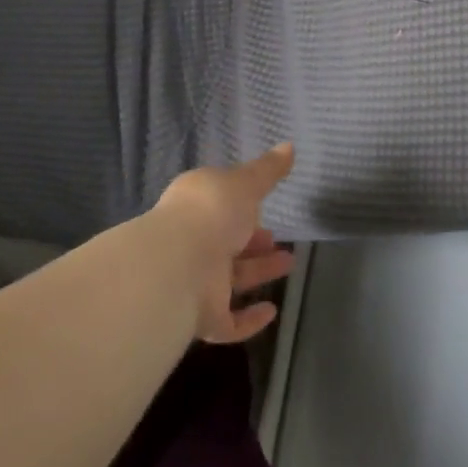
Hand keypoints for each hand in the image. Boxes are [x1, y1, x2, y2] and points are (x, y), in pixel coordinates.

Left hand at [151, 143, 296, 343]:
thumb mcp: (245, 181)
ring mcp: (196, 281)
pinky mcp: (202, 317)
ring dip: (258, 272)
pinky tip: (271, 312)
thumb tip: (289, 146)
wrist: (178, 266)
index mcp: (196, 206)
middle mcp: (193, 241)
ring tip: (288, 264)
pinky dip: (249, 319)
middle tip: (277, 239)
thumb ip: (268, 169)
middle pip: (226, 241)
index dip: (241, 204)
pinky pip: (228, 321)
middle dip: (252, 240)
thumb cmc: (212, 212)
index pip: (219, 204)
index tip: (265, 205)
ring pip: (231, 278)